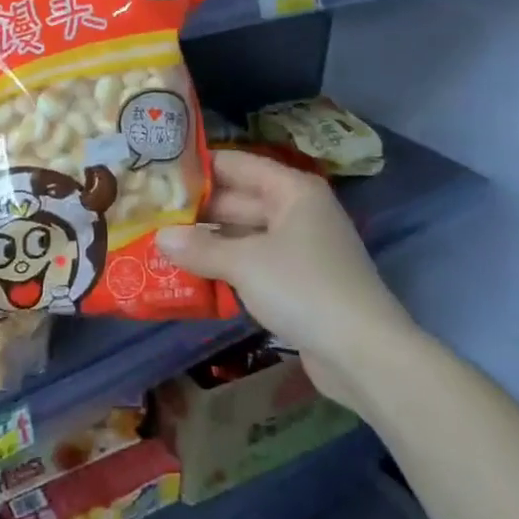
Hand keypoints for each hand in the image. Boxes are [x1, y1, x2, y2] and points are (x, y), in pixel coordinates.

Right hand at [158, 151, 414, 406]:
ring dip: (210, 242)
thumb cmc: (304, 288)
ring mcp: (301, 248)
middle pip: (241, 200)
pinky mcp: (300, 283)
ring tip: (163, 243)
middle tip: (153, 213)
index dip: (201, 167)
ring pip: (246, 235)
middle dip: (199, 210)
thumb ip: (201, 248)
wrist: (365, 354)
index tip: (161, 171)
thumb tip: (160, 237)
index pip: (238, 164)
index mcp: (292, 190)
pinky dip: (228, 267)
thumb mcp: (245, 264)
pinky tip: (193, 275)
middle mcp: (298, 211)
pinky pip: (256, 263)